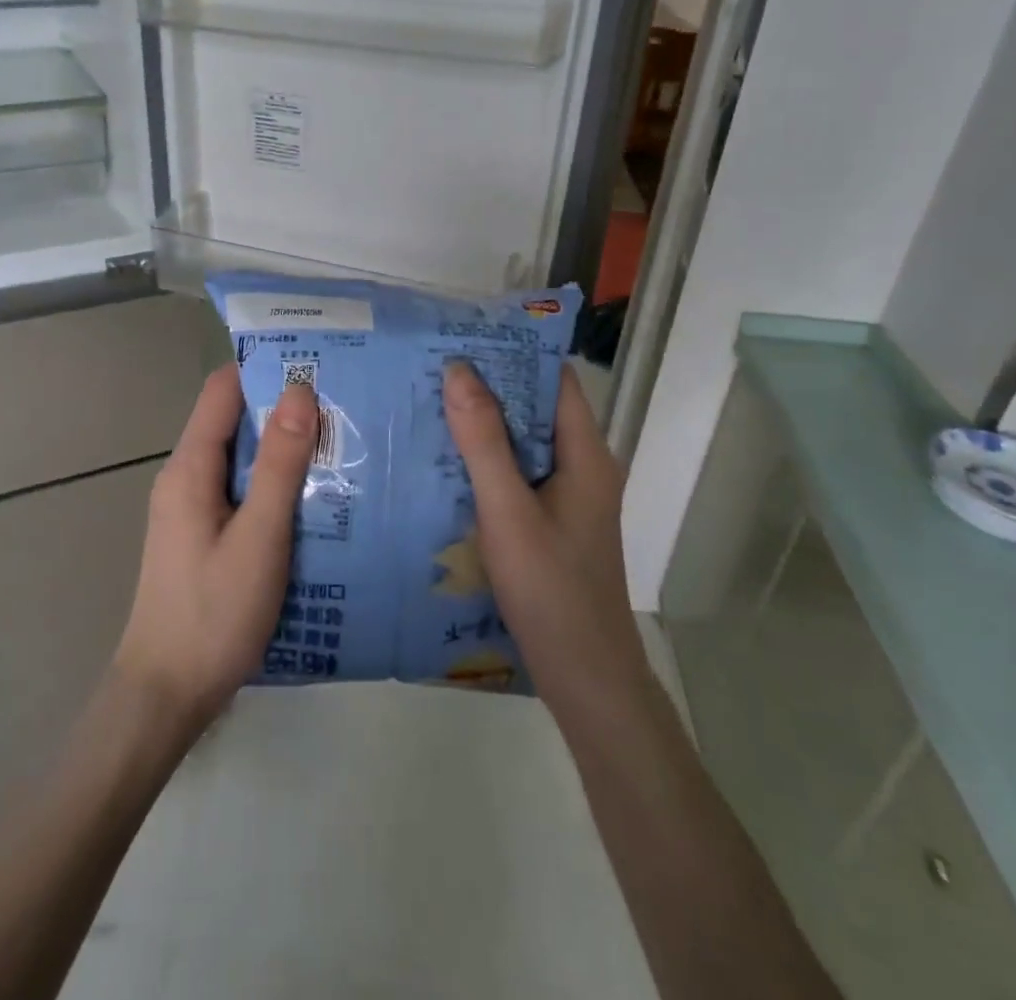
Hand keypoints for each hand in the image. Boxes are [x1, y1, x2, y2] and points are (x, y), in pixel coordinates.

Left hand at [113, 364, 316, 734]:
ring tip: (341, 443)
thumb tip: (299, 391)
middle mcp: (186, 477)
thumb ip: (280, 465)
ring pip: (242, 459)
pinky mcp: (203, 535)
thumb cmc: (213, 613)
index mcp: (191, 467)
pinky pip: (241, 491)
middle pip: (235, 421)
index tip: (316, 359)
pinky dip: (275, 483)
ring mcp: (192, 508)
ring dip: (284, 448)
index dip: (265, 368)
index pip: (223, 390)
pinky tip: (315, 497)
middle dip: (285, 408)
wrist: (166, 695)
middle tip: (344, 402)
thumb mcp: (259, 537)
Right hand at [442, 361, 649, 727]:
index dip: (514, 352)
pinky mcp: (553, 522)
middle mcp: (583, 466)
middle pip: (536, 408)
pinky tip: (444, 463)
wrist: (586, 678)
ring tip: (429, 404)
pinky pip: (518, 473)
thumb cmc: (551, 590)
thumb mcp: (508, 511)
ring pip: (524, 442)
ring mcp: (569, 496)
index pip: (554, 379)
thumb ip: (483, 442)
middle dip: (489, 386)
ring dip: (483, 424)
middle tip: (432, 368)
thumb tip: (459, 370)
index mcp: (586, 453)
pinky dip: (486, 460)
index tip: (464, 336)